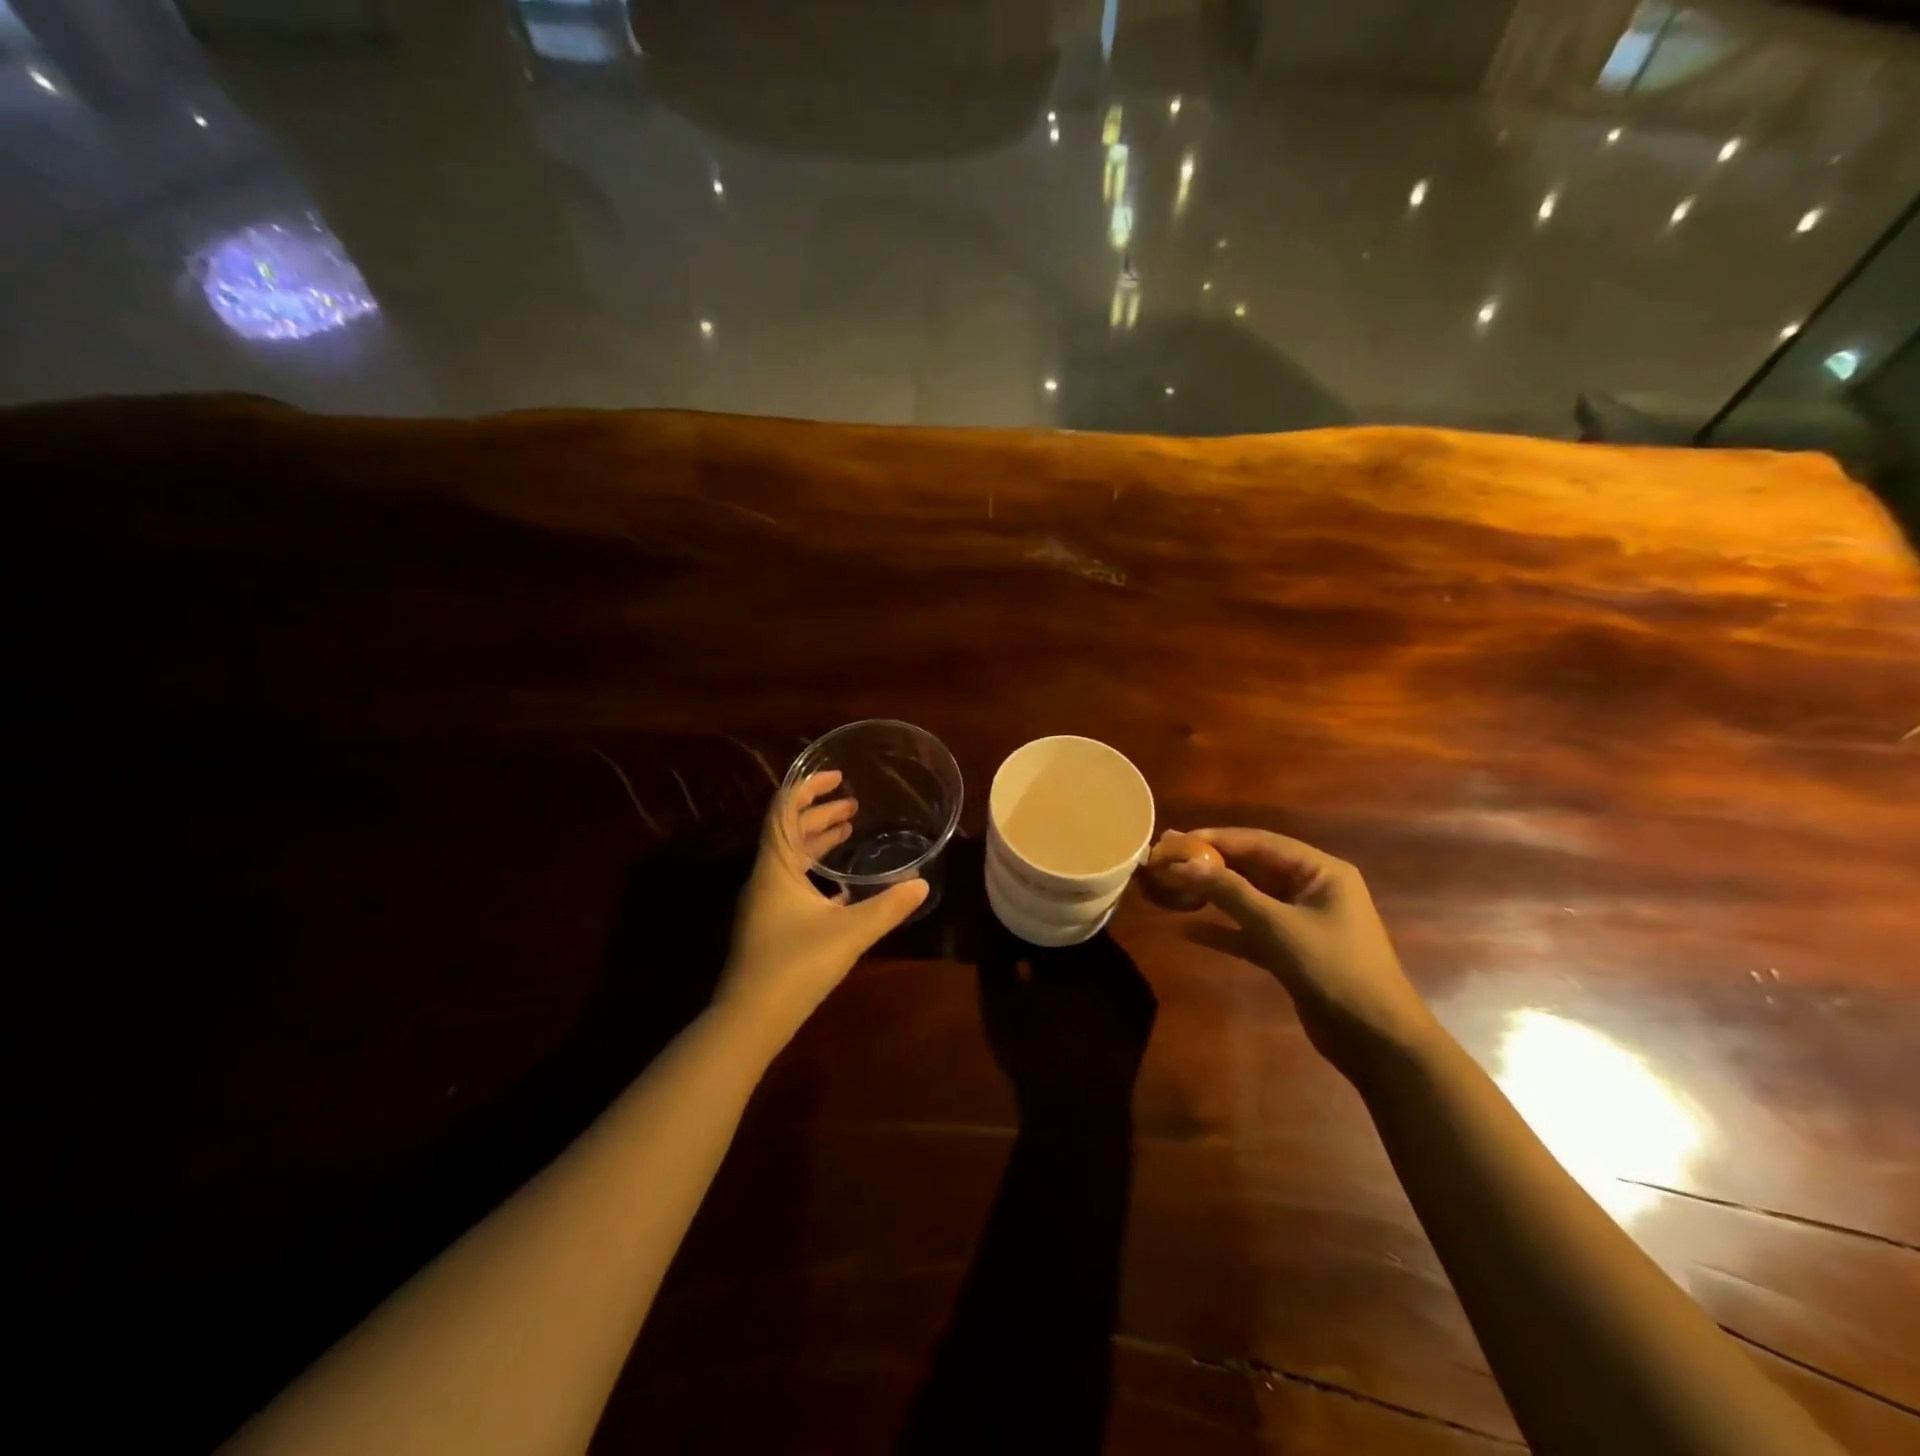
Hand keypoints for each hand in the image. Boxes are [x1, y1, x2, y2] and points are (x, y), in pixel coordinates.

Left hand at [717, 771, 928, 1047]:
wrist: (749, 1020)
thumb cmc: (795, 965)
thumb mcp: (849, 932)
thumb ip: (887, 906)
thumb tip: (922, 884)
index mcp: (776, 867)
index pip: (785, 810)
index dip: (808, 787)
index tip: (838, 777)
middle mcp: (765, 878)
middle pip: (789, 831)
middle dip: (820, 814)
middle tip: (853, 806)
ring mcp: (764, 903)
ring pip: (791, 858)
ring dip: (817, 841)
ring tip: (847, 832)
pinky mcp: (769, 926)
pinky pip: (792, 883)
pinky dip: (815, 873)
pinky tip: (840, 887)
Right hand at [978, 936, 1155, 1133]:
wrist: (1078, 1113)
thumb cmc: (1033, 1052)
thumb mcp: (999, 1002)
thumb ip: (994, 956)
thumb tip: (990, 925)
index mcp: (1079, 952)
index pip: (1059, 917)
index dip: (1038, 920)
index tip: (1021, 927)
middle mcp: (1115, 960)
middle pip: (1084, 934)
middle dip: (1060, 939)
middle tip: (1036, 949)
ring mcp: (1135, 984)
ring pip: (1103, 956)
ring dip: (1081, 959)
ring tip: (1055, 974)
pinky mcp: (1144, 1008)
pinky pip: (1119, 978)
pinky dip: (1100, 980)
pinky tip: (1080, 996)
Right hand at [1161, 827, 1437, 1070]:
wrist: (1376, 1039)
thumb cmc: (1333, 969)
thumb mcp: (1278, 926)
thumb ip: (1230, 892)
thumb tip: (1184, 863)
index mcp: (1320, 872)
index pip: (1261, 843)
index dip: (1216, 839)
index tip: (1176, 839)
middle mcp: (1312, 889)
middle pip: (1253, 868)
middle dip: (1211, 864)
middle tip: (1167, 859)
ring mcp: (1302, 921)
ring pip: (1249, 899)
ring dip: (1213, 895)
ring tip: (1172, 886)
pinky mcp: (1292, 951)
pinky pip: (1251, 931)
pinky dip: (1223, 930)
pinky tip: (1188, 931)